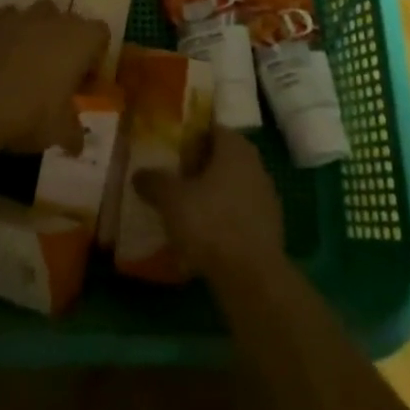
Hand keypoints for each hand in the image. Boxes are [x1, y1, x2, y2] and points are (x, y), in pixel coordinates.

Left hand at [0, 2, 106, 154]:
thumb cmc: (31, 112)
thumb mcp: (59, 131)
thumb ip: (73, 133)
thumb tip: (77, 144)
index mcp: (82, 38)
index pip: (101, 35)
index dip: (95, 58)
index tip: (84, 84)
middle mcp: (58, 19)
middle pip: (71, 24)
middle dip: (67, 46)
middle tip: (58, 78)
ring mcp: (25, 15)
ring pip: (41, 16)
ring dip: (40, 35)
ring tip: (29, 65)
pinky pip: (11, 20)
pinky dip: (11, 34)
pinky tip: (3, 58)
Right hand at [133, 127, 284, 278]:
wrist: (253, 279)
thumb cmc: (211, 224)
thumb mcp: (172, 200)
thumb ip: (154, 182)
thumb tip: (138, 174)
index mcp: (235, 147)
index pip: (211, 130)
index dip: (190, 139)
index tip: (171, 153)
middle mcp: (255, 164)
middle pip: (222, 158)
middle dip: (199, 168)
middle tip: (174, 181)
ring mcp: (266, 197)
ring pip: (232, 186)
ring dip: (212, 195)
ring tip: (186, 212)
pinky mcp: (270, 228)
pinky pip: (240, 213)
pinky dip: (224, 219)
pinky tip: (205, 238)